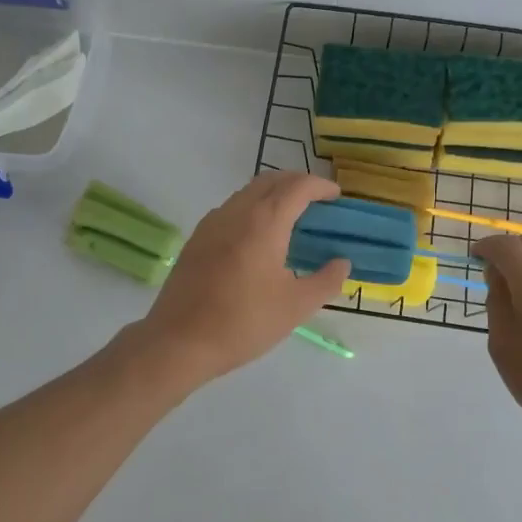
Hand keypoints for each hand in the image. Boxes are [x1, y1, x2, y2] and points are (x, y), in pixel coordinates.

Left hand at [137, 172, 350, 384]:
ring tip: (291, 216)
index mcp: (264, 222)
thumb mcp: (296, 306)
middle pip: (271, 180)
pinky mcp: (197, 238)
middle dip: (297, 183)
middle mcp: (237, 212)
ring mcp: (212, 222)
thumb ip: (326, 280)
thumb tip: (342, 262)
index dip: (320, 186)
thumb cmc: (243, 322)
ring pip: (248, 192)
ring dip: (273, 193)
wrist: (179, 341)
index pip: (298, 187)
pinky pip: (231, 208)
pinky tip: (258, 236)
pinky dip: (253, 207)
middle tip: (317, 201)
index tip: (336, 196)